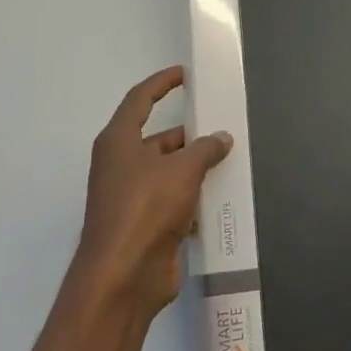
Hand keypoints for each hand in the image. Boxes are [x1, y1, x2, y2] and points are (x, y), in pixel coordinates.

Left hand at [76, 66, 231, 319]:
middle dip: (190, 135)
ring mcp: (132, 197)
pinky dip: (195, 198)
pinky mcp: (146, 225)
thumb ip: (205, 149)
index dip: (161, 83)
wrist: (124, 276)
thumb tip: (221, 138)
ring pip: (169, 172)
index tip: (184, 74)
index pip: (140, 100)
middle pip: (158, 139)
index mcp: (119, 142)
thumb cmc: (146, 208)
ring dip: (196, 168)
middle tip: (223, 127)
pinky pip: (174, 202)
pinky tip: (223, 198)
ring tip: (232, 161)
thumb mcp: (182, 170)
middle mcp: (121, 165)